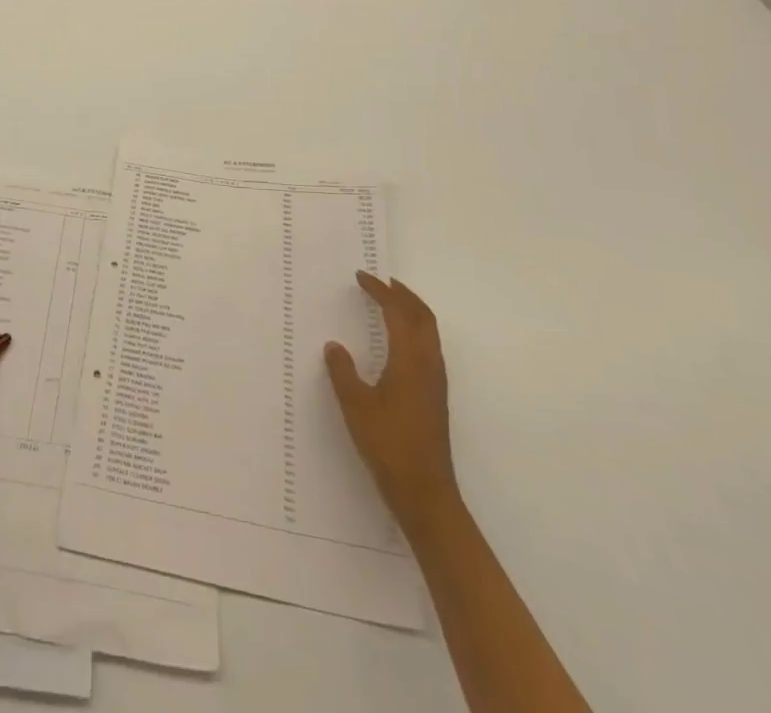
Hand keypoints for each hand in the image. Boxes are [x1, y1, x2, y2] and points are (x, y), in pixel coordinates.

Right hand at [324, 271, 457, 526]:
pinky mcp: (435, 397)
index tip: (362, 277)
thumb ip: (343, 371)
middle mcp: (429, 365)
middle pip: (423, 317)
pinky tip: (397, 342)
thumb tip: (334, 345)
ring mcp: (436, 382)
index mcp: (410, 360)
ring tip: (390, 303)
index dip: (381, 291)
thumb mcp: (355, 405)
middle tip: (382, 281)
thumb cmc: (388, 444)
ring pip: (430, 333)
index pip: (398, 313)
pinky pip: (429, 348)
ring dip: (412, 311)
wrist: (426, 493)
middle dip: (404, 294)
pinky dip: (414, 330)